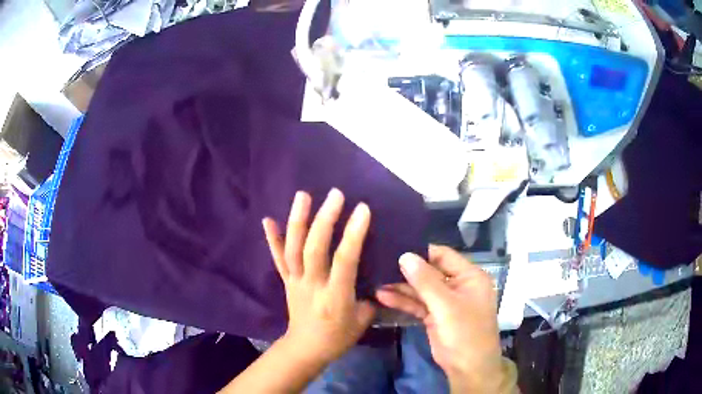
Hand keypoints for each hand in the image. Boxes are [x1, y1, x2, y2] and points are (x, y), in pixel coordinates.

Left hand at [262, 189, 375, 364]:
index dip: (353, 234)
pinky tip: (267, 219)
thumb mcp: (364, 321)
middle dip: (325, 220)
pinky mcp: (286, 281)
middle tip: (335, 194)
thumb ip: (370, 296)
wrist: (306, 349)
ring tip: (303, 195)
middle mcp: (312, 285)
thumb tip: (375, 276)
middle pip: (315, 249)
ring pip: (293, 249)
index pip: (345, 261)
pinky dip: (272, 238)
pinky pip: (277, 259)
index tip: (363, 209)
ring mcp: (295, 281)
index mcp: (335, 297)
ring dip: (297, 220)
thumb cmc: (338, 337)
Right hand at [376, 245, 504, 392]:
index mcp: (469, 277)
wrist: (467, 368)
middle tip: (380, 264)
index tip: (396, 247)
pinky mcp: (434, 316)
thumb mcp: (446, 306)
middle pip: (430, 272)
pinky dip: (402, 301)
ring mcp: (445, 302)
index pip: (444, 256)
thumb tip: (405, 255)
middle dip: (407, 271)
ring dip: (401, 287)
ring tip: (376, 281)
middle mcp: (458, 286)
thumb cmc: (465, 332)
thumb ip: (425, 281)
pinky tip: (383, 296)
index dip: (421, 251)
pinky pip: (418, 304)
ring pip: (421, 289)